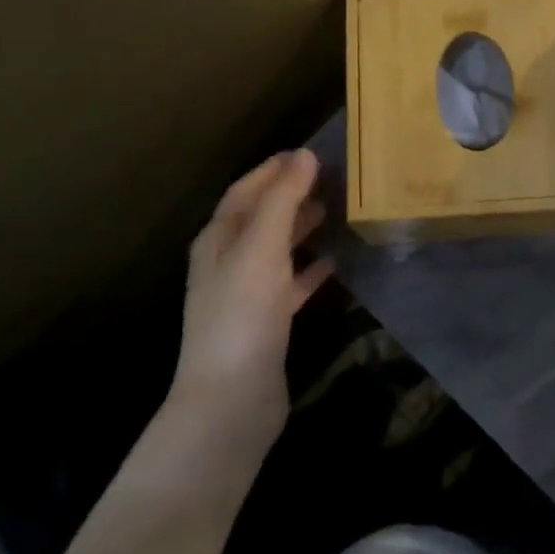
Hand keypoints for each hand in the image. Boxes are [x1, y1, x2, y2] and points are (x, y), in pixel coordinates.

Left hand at [171, 149, 333, 448]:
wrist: (231, 401)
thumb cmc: (243, 314)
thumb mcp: (262, 247)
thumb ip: (283, 200)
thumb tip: (303, 155)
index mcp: (218, 239)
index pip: (245, 191)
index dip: (273, 169)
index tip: (308, 152)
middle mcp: (228, 262)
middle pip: (260, 217)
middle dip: (290, 195)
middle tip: (330, 177)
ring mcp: (246, 295)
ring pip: (276, 249)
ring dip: (301, 228)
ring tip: (335, 210)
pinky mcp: (267, 323)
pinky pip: (291, 284)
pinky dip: (310, 269)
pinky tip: (335, 261)